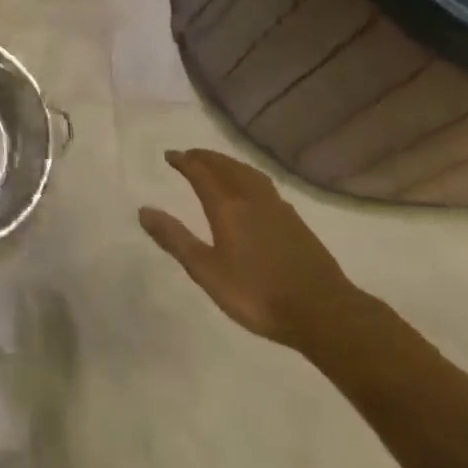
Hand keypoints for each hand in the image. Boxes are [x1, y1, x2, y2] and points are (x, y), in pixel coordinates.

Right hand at [138, 149, 360, 350]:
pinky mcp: (295, 220)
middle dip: (204, 157)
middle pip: (224, 166)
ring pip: (246, 172)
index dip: (183, 161)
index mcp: (226, 205)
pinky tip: (252, 190)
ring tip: (217, 164)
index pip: (200, 171)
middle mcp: (250, 196)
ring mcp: (276, 206)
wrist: (324, 312)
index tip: (170, 156)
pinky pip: (263, 184)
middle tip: (189, 156)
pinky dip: (247, 176)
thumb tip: (143, 210)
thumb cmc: (258, 294)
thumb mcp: (207, 272)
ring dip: (227, 163)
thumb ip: (175, 239)